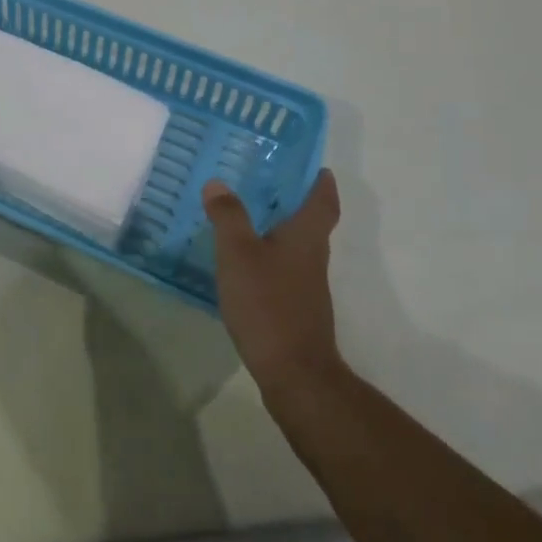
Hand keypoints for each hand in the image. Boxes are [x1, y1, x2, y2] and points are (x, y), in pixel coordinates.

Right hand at [205, 169, 342, 389]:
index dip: (322, 184)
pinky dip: (269, 257)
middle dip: (294, 202)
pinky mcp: (296, 308)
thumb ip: (228, 216)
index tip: (318, 168)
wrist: (294, 373)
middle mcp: (313, 256)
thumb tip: (218, 183)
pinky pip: (284, 269)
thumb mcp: (238, 253)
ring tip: (248, 216)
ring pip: (296, 246)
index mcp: (306, 236)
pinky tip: (245, 262)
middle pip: (311, 222)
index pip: (323, 201)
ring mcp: (307, 286)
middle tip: (266, 183)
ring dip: (279, 229)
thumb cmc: (268, 303)